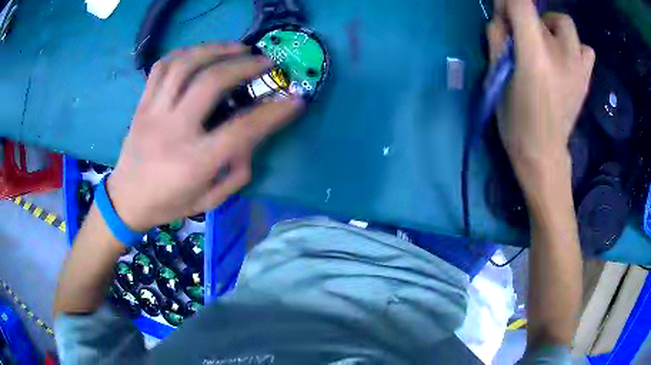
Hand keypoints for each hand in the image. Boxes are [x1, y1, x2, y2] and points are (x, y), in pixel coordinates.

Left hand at [107, 44, 303, 231]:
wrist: (126, 200)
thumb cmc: (169, 204)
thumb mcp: (208, 200)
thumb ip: (236, 172)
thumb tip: (252, 139)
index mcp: (194, 162)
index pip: (241, 130)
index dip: (274, 113)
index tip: (295, 100)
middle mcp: (173, 131)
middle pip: (211, 83)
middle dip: (244, 66)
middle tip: (265, 61)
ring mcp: (154, 113)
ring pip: (184, 65)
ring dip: (216, 50)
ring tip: (237, 48)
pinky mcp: (142, 104)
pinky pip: (161, 67)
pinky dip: (185, 53)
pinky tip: (201, 53)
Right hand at [487, 0, 594, 190]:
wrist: (544, 154)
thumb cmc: (514, 120)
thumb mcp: (495, 78)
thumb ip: (497, 40)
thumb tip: (502, 18)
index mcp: (535, 57)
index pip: (522, 4)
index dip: (509, 1)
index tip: (504, 13)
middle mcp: (561, 56)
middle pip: (541, 13)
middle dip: (525, 18)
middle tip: (520, 38)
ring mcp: (578, 67)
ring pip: (564, 24)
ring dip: (550, 27)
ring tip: (545, 46)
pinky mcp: (586, 77)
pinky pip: (586, 48)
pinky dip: (574, 45)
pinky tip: (566, 58)